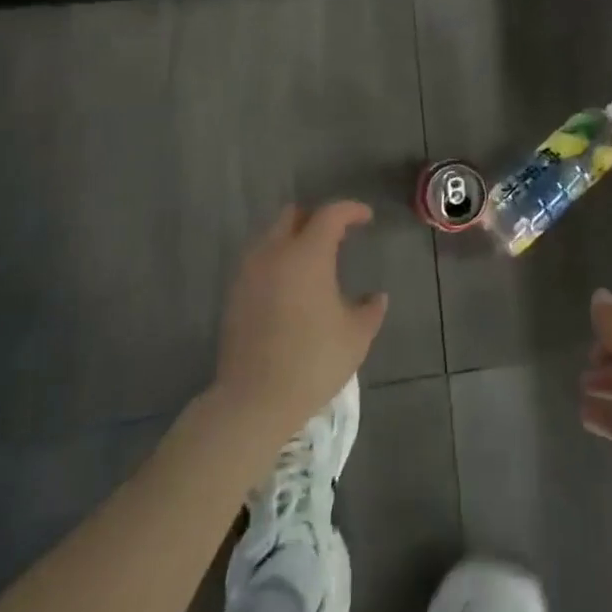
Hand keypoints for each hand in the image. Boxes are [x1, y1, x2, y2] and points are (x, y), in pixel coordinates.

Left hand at [213, 202, 388, 444]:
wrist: (253, 401)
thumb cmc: (312, 362)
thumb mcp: (355, 337)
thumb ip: (370, 310)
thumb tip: (377, 297)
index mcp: (308, 254)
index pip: (330, 214)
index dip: (351, 210)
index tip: (366, 218)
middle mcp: (275, 252)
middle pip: (293, 215)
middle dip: (316, 217)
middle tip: (336, 235)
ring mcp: (249, 272)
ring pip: (271, 236)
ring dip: (292, 238)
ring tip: (311, 261)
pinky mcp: (234, 294)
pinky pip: (258, 260)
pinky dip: (276, 260)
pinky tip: (289, 286)